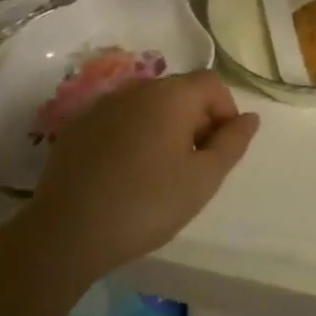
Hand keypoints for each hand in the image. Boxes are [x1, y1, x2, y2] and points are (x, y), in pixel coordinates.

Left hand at [27, 71, 258, 279]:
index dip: (225, 113)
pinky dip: (132, 137)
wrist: (66, 231)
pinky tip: (125, 175)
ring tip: (159, 174)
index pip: (212, 84)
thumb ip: (232, 143)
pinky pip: (120, 121)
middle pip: (180, 92)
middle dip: (196, 121)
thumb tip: (250, 117)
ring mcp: (104, 105)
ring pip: (148, 107)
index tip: (219, 152)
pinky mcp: (79, 126)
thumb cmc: (147, 203)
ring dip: (163, 129)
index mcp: (172, 95)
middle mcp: (138, 88)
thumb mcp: (203, 179)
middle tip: (193, 167)